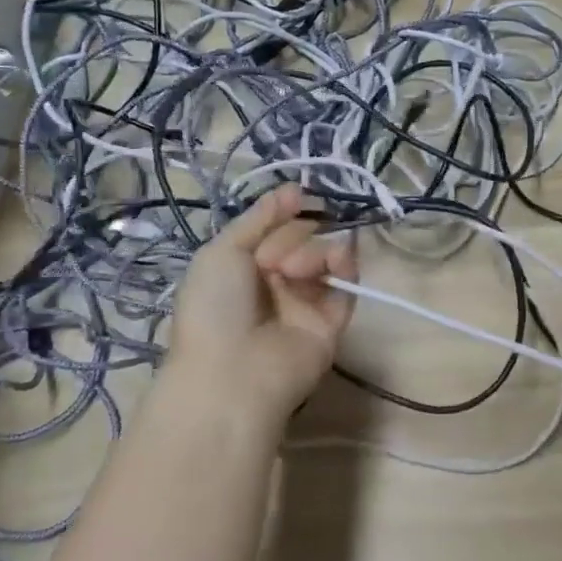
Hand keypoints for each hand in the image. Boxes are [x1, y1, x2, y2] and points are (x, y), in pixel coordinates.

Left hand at [161, 185, 357, 424]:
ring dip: (312, 252)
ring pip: (325, 256)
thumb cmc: (215, 307)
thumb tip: (295, 188)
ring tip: (294, 271)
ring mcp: (306, 300)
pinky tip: (336, 260)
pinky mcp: (333, 320)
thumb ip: (259, 218)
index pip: (275, 228)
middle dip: (290, 238)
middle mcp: (276, 281)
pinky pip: (347, 283)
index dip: (284, 213)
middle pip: (301, 237)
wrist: (232, 372)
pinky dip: (345, 265)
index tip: (298, 196)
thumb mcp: (222, 251)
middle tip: (270, 263)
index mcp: (245, 265)